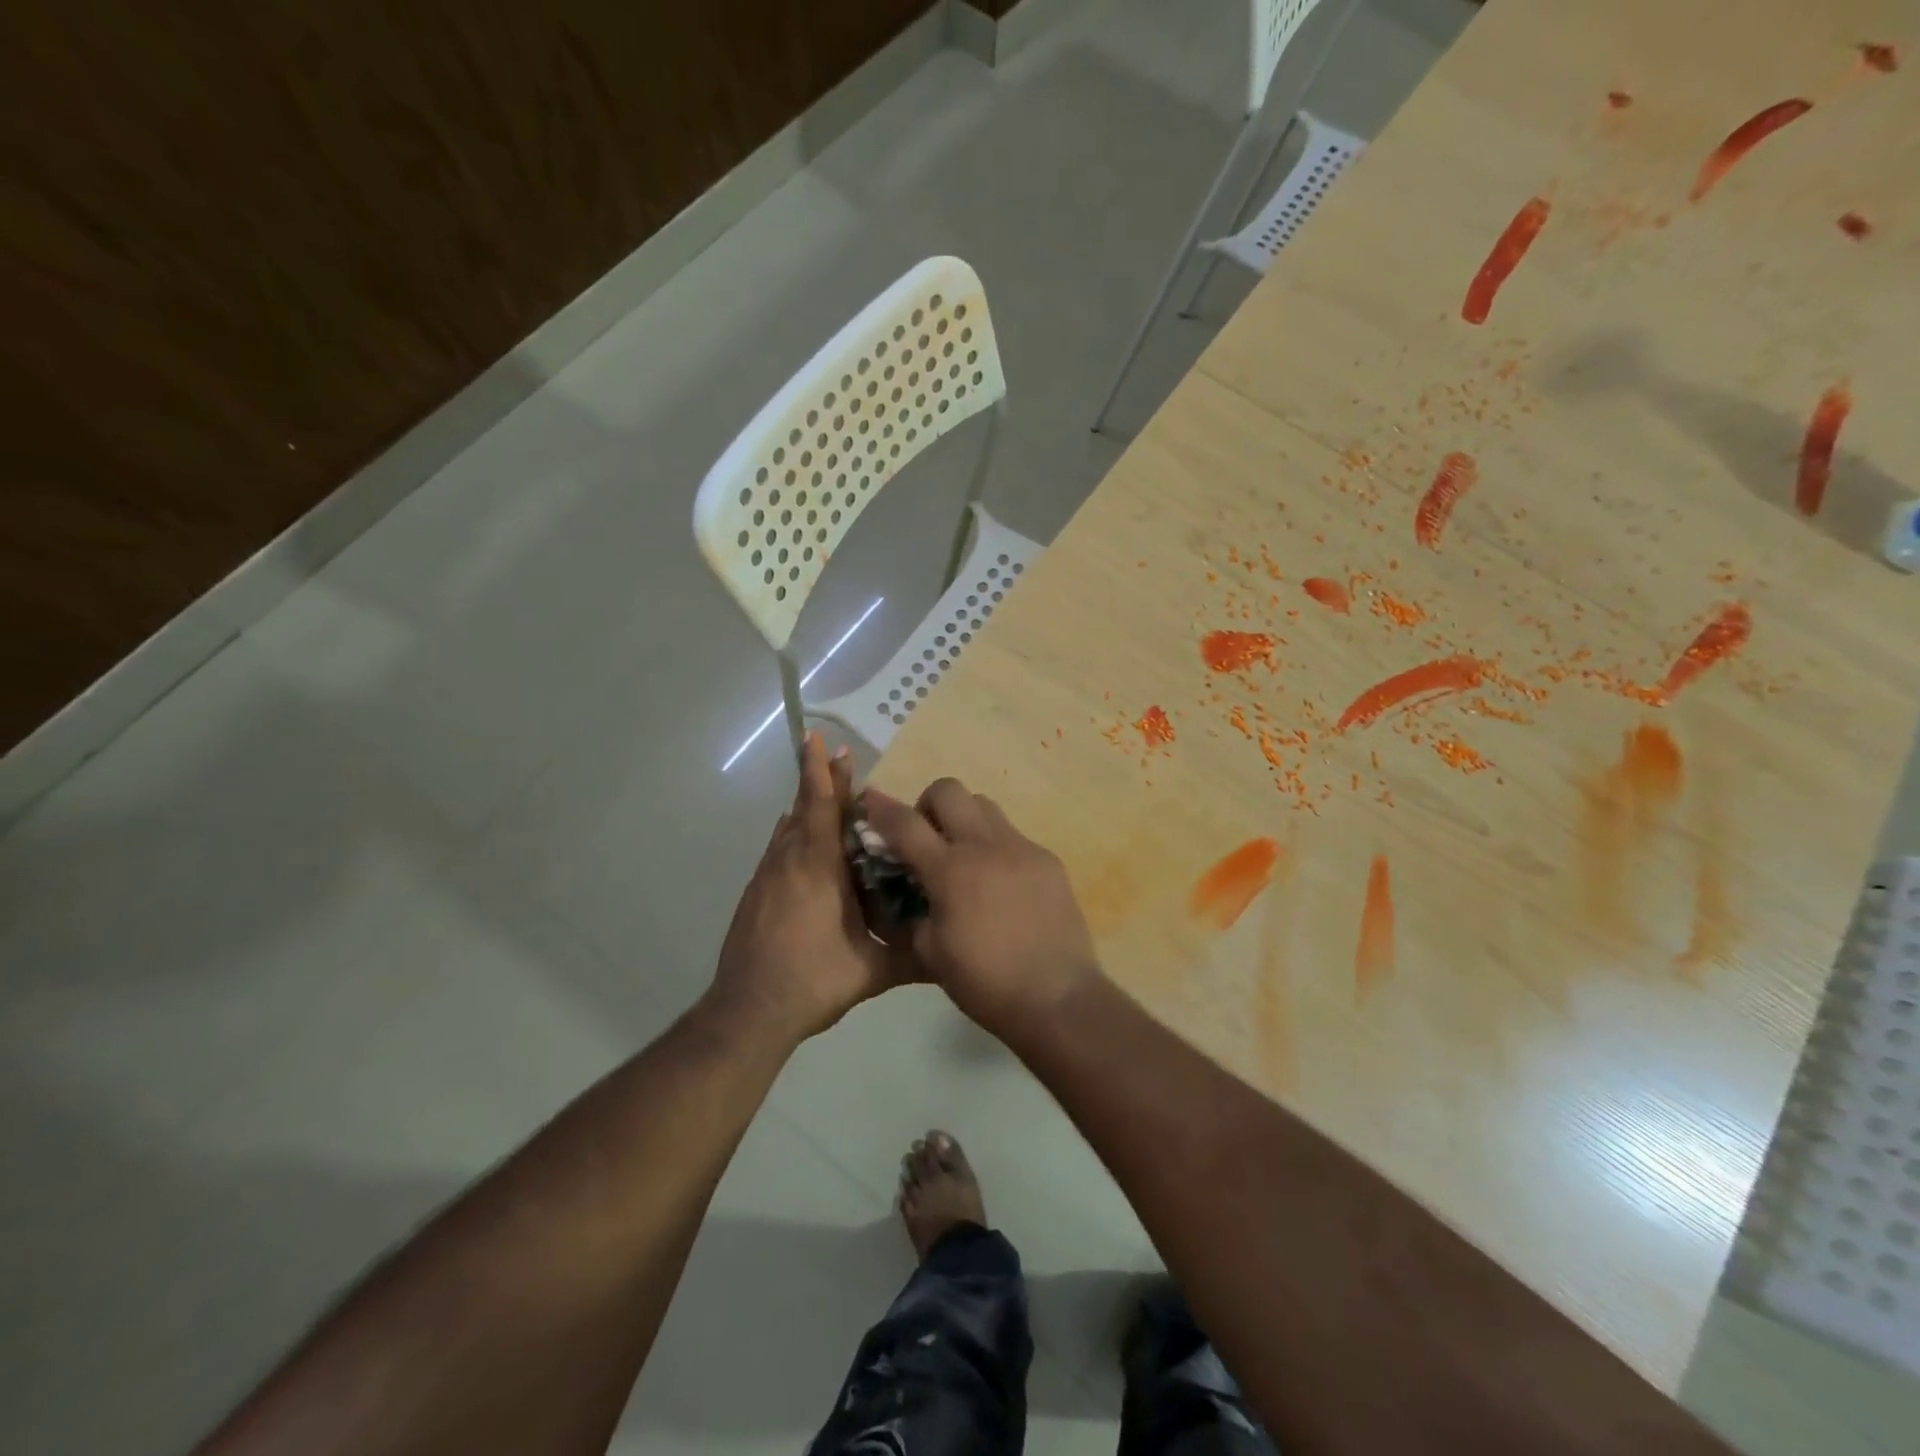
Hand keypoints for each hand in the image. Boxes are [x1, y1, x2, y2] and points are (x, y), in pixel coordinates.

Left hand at [710, 735, 912, 1043]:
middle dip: (819, 779)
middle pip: (804, 808)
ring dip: (805, 807)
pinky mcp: (755, 895)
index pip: (823, 808)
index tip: (827, 743)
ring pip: (787, 829)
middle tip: (833, 754)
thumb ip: (913, 957)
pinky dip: (792, 835)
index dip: (827, 774)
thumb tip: (953, 951)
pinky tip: (801, 845)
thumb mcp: (872, 970)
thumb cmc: (813, 981)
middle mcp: (789, 862)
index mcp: (818, 868)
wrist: (748, 1012)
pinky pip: (777, 850)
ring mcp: (767, 878)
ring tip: (825, 795)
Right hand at [860, 779, 1100, 1035]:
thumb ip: (911, 913)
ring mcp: (1022, 848)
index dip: (881, 808)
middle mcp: (986, 846)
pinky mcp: (1048, 860)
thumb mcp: (930, 953)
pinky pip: (1014, 836)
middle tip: (927, 839)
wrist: (1058, 998)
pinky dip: (996, 847)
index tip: (869, 800)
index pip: (905, 823)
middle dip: (928, 805)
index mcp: (950, 871)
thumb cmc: (986, 982)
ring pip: (985, 805)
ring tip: (965, 858)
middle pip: (949, 789)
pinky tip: (1000, 885)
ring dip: (964, 820)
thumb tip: (907, 891)